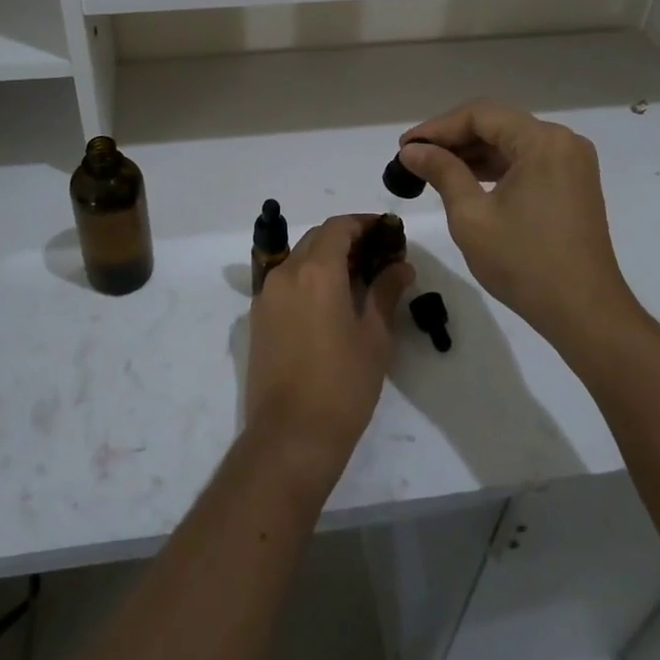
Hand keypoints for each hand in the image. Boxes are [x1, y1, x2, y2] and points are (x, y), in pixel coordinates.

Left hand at [245, 215, 411, 480]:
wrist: (290, 435)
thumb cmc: (343, 385)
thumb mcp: (375, 337)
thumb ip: (386, 292)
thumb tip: (401, 266)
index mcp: (316, 271)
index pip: (339, 227)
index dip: (364, 223)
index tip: (387, 232)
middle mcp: (286, 273)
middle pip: (317, 238)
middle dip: (346, 239)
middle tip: (378, 256)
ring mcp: (267, 295)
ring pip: (299, 258)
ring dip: (326, 258)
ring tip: (357, 279)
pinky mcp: (258, 317)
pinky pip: (286, 281)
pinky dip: (308, 278)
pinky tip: (330, 302)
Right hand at [399, 102, 636, 351]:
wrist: (584, 312)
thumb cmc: (524, 262)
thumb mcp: (472, 215)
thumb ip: (441, 172)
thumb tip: (412, 151)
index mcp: (542, 141)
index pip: (480, 115)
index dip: (437, 127)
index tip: (405, 147)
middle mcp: (562, 142)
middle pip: (497, 124)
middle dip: (453, 139)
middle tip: (413, 158)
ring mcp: (571, 163)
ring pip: (510, 143)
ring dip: (471, 154)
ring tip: (431, 170)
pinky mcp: (572, 184)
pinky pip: (526, 162)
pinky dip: (494, 168)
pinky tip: (464, 181)